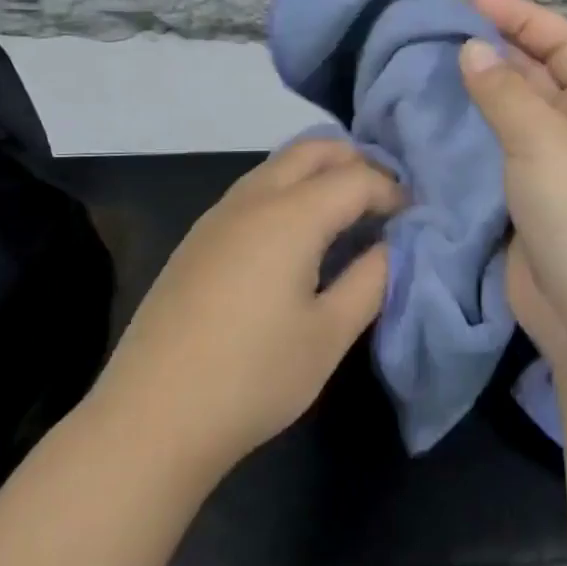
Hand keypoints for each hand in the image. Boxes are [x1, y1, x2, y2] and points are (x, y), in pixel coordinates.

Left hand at [90, 138, 402, 480]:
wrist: (152, 415)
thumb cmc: (253, 376)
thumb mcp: (328, 335)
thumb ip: (370, 281)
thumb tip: (391, 247)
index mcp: (290, 215)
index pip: (355, 178)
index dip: (391, 190)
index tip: (414, 216)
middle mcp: (252, 199)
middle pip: (312, 150)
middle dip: (355, 160)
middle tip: (383, 197)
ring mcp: (218, 215)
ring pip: (277, 165)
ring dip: (318, 172)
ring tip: (346, 212)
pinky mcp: (197, 238)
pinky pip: (254, 189)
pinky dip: (288, 190)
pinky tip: (296, 236)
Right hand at [458, 0, 566, 376]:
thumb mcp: (544, 140)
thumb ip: (504, 91)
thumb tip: (472, 49)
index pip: (565, 41)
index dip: (522, 16)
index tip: (471, 3)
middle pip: (543, 73)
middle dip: (501, 49)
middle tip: (444, 33)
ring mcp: (561, 167)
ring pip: (520, 113)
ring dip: (486, 90)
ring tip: (436, 69)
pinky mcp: (535, 199)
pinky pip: (504, 151)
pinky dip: (477, 132)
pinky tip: (444, 122)